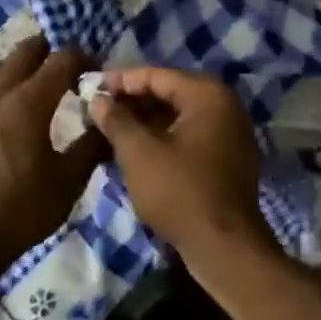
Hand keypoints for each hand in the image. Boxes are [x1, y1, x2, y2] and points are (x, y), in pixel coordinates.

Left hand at [0, 38, 106, 263]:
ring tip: (38, 81)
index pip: (60, 61)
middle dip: (50, 51)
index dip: (83, 57)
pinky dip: (1, 84)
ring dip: (21, 65)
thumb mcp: (69, 180)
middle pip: (24, 52)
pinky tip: (10, 107)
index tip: (98, 68)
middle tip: (70, 66)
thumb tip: (109, 123)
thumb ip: (92, 145)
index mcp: (28, 103)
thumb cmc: (24, 208)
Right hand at [90, 66, 278, 270]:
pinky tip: (136, 151)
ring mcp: (231, 132)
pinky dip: (164, 138)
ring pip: (180, 116)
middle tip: (97, 110)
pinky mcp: (228, 157)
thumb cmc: (179, 192)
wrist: (224, 245)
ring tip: (110, 131)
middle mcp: (225, 105)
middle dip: (133, 101)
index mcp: (208, 94)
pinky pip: (191, 136)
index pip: (157, 75)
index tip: (89, 89)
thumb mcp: (139, 153)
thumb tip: (98, 99)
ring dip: (146, 121)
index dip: (120, 80)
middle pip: (170, 92)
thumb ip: (116, 120)